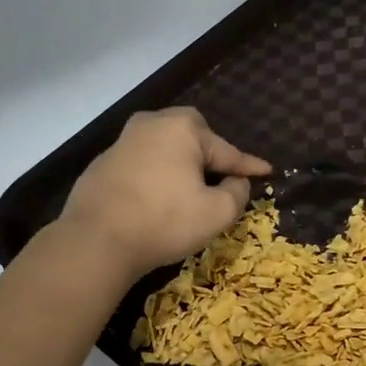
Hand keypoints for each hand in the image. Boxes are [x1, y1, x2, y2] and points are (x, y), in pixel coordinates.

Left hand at [58, 108, 271, 280]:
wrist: (97, 240)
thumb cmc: (165, 222)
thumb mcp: (217, 213)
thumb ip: (237, 192)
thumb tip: (236, 181)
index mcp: (182, 130)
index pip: (226, 151)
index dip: (249, 166)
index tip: (268, 171)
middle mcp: (151, 125)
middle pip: (191, 132)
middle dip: (209, 150)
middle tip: (219, 174)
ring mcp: (122, 142)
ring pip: (163, 145)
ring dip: (179, 161)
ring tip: (188, 186)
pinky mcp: (102, 164)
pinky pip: (141, 162)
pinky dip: (155, 174)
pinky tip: (156, 197)